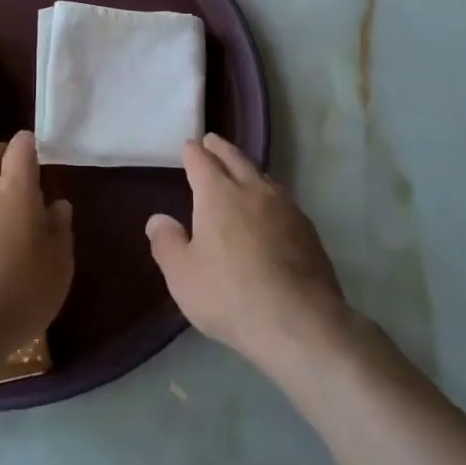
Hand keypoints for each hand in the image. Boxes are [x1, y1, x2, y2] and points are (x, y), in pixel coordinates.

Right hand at [146, 134, 348, 371]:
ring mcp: (285, 207)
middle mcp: (252, 190)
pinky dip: (269, 196)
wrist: (300, 322)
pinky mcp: (307, 229)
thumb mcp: (182, 276)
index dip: (193, 152)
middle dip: (221, 149)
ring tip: (240, 171)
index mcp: (218, 194)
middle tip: (212, 141)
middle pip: (235, 159)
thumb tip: (158, 219)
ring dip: (247, 169)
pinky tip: (270, 210)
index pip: (202, 161)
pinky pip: (282, 200)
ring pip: (262, 177)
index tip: (189, 145)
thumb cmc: (230, 295)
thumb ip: (167, 243)